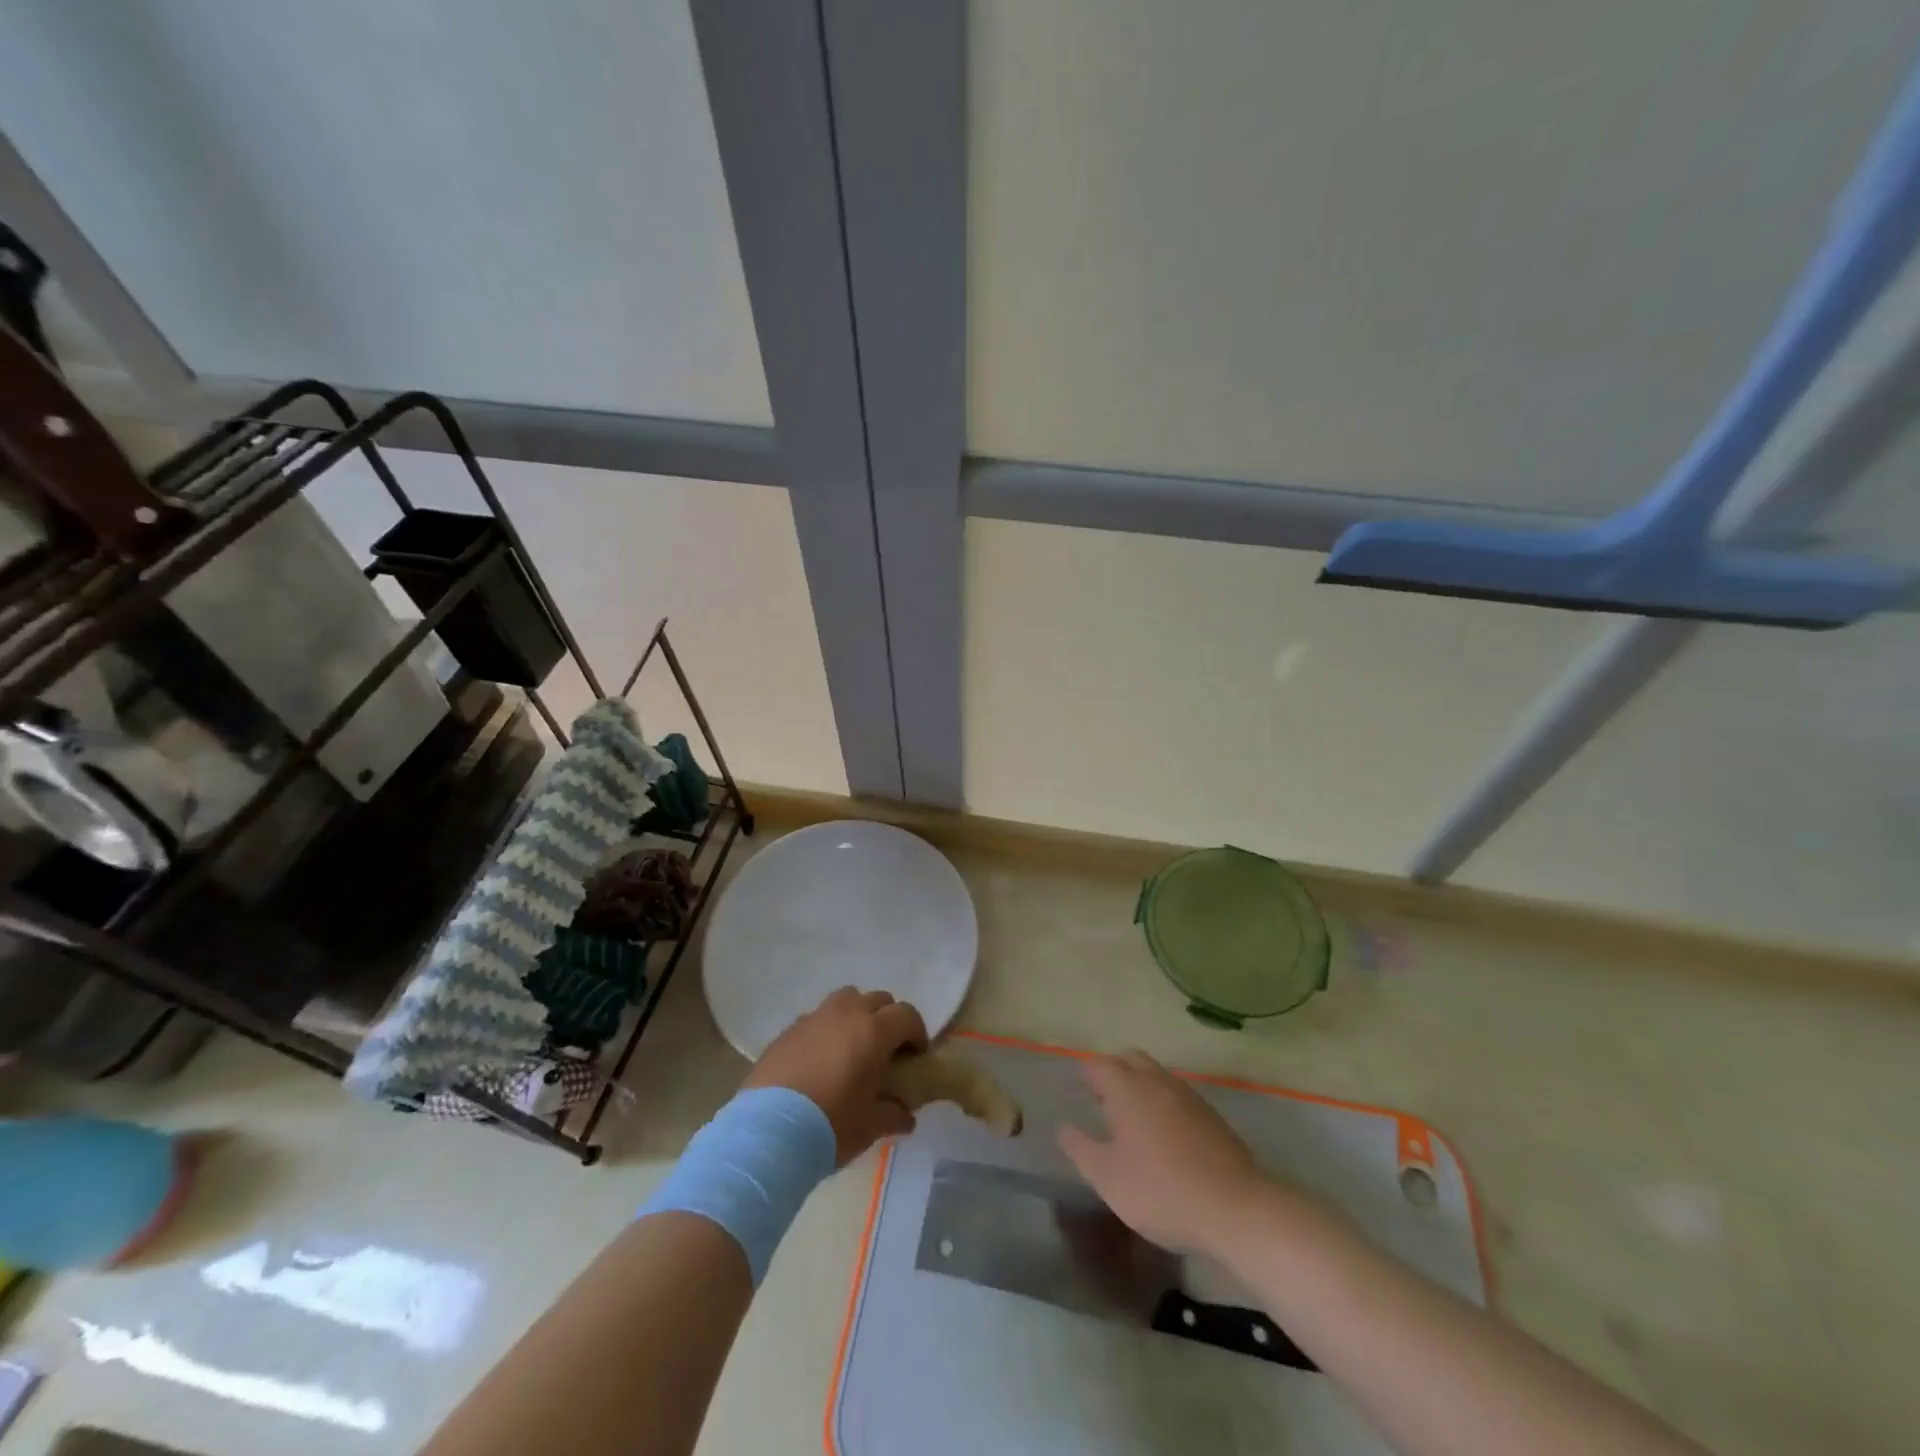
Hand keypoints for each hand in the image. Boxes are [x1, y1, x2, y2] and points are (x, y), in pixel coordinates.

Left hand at [744, 988, 926, 1165]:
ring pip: (846, 999)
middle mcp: (846, 1014)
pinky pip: (818, 1017)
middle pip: (879, 999)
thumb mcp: (871, 1126)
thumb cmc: (831, 1125)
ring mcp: (815, 1017)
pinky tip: (821, 1059)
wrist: (768, 1131)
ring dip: (857, 1014)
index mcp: (874, 1031)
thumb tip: (906, 1115)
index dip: (916, 1033)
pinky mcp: (789, 1030)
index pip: (907, 1015)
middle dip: (889, 1020)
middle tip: (886, 1051)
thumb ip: (894, 1114)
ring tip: (853, 1046)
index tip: (915, 1057)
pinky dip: (828, 1029)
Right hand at [1057, 1050, 1263, 1255]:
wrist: (1234, 1207)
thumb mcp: (1107, 1178)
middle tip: (1103, 1097)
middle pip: (1131, 1059)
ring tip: (1133, 1116)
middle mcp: (1157, 1081)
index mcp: (1127, 1089)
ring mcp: (1188, 1096)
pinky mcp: (1212, 1115)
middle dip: (1114, 1070)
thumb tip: (1063, 1127)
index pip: (1100, 1065)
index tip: (1080, 1089)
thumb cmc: (1160, 1190)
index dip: (1087, 1074)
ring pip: (1157, 1075)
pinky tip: (1166, 1134)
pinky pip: (1179, 1095)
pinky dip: (1165, 1103)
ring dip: (1141, 1085)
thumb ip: (1080, 1149)